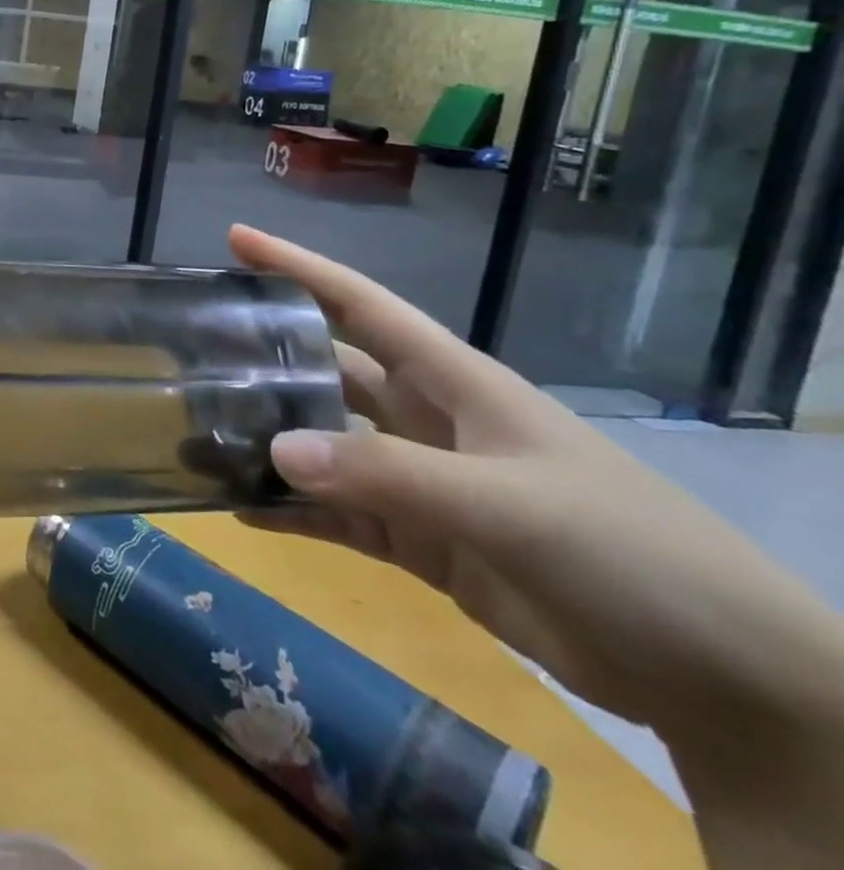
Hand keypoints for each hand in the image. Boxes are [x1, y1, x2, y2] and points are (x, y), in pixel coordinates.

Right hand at [228, 225, 843, 746]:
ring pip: (325, 447)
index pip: (362, 304)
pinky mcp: (421, 540)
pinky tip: (243, 510)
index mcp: (453, 381)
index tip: (236, 238)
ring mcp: (421, 481)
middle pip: (329, 372)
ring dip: (270, 445)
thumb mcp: (508, 505)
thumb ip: (387, 476)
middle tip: (193, 354)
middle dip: (267, 360)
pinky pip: (339, 515)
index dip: (299, 266)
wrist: (724, 678)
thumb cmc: (628, 553)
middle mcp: (426, 419)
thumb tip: (274, 450)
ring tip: (201, 440)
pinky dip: (294, 512)